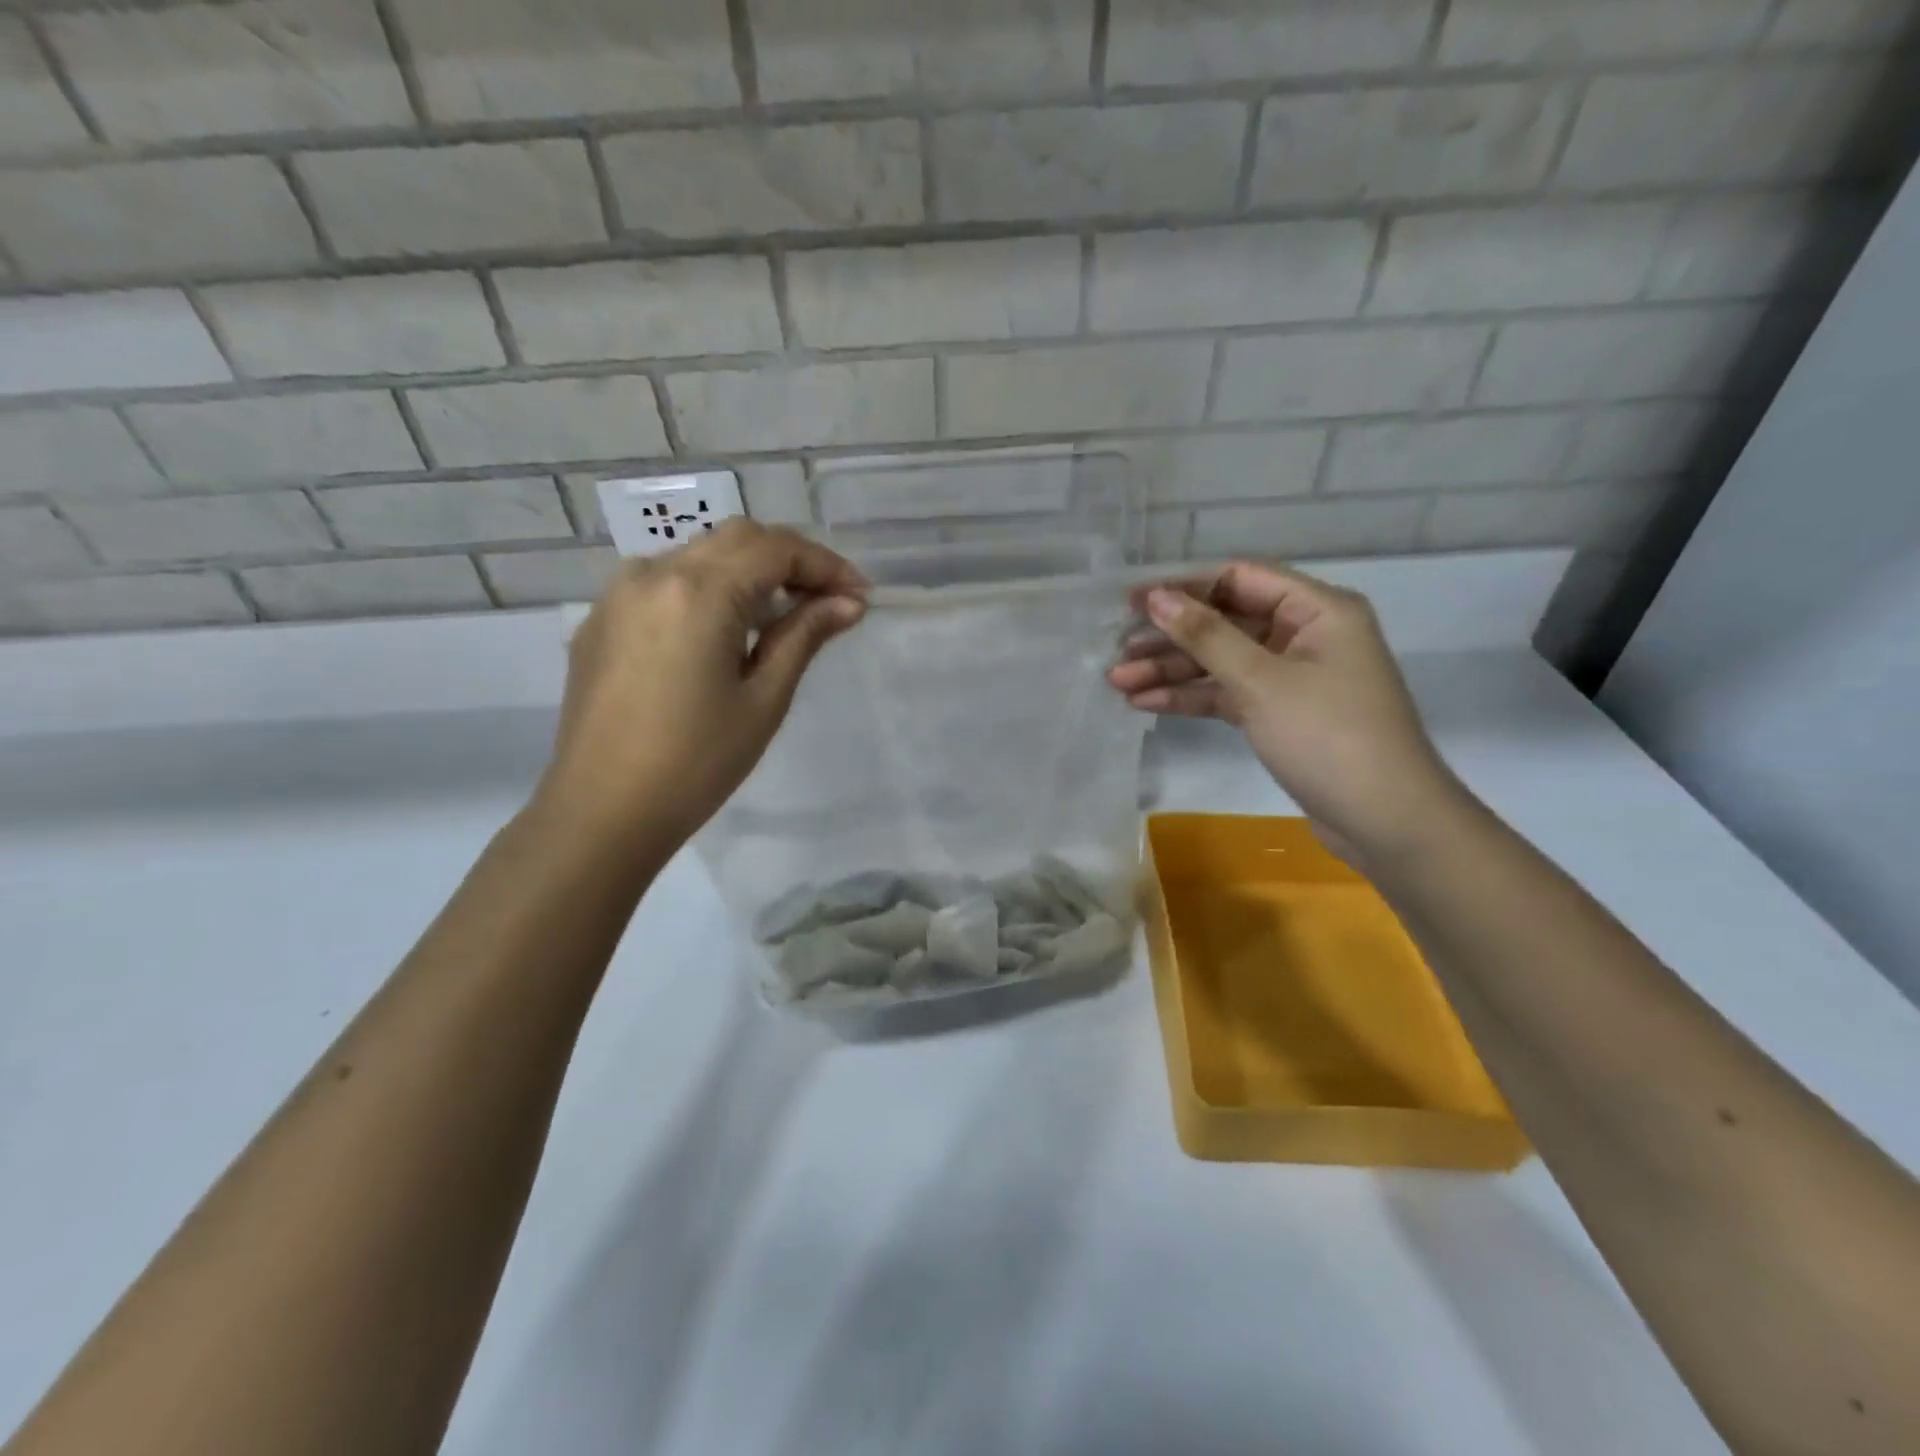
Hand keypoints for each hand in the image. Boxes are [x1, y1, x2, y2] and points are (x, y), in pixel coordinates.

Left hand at [533, 520, 866, 856]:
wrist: (602, 812)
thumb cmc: (696, 763)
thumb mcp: (763, 700)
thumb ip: (804, 637)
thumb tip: (847, 604)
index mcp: (699, 592)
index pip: (776, 549)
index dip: (826, 565)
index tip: (858, 596)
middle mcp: (654, 574)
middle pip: (737, 539)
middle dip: (789, 560)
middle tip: (827, 601)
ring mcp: (618, 594)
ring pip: (698, 554)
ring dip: (747, 571)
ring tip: (780, 616)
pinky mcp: (601, 620)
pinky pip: (664, 582)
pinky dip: (707, 589)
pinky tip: (723, 632)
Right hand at [1108, 560, 1467, 859]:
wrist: (1385, 821)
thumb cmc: (1328, 736)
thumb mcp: (1261, 681)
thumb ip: (1206, 636)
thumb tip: (1156, 597)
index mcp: (1316, 609)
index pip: (1239, 579)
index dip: (1183, 587)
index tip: (1132, 602)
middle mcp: (1305, 634)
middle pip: (1225, 622)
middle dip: (1170, 638)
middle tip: (1117, 650)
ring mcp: (1292, 677)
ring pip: (1222, 662)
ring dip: (1173, 671)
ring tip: (1119, 682)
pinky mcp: (1280, 713)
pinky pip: (1228, 694)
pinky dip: (1191, 698)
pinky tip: (1146, 704)